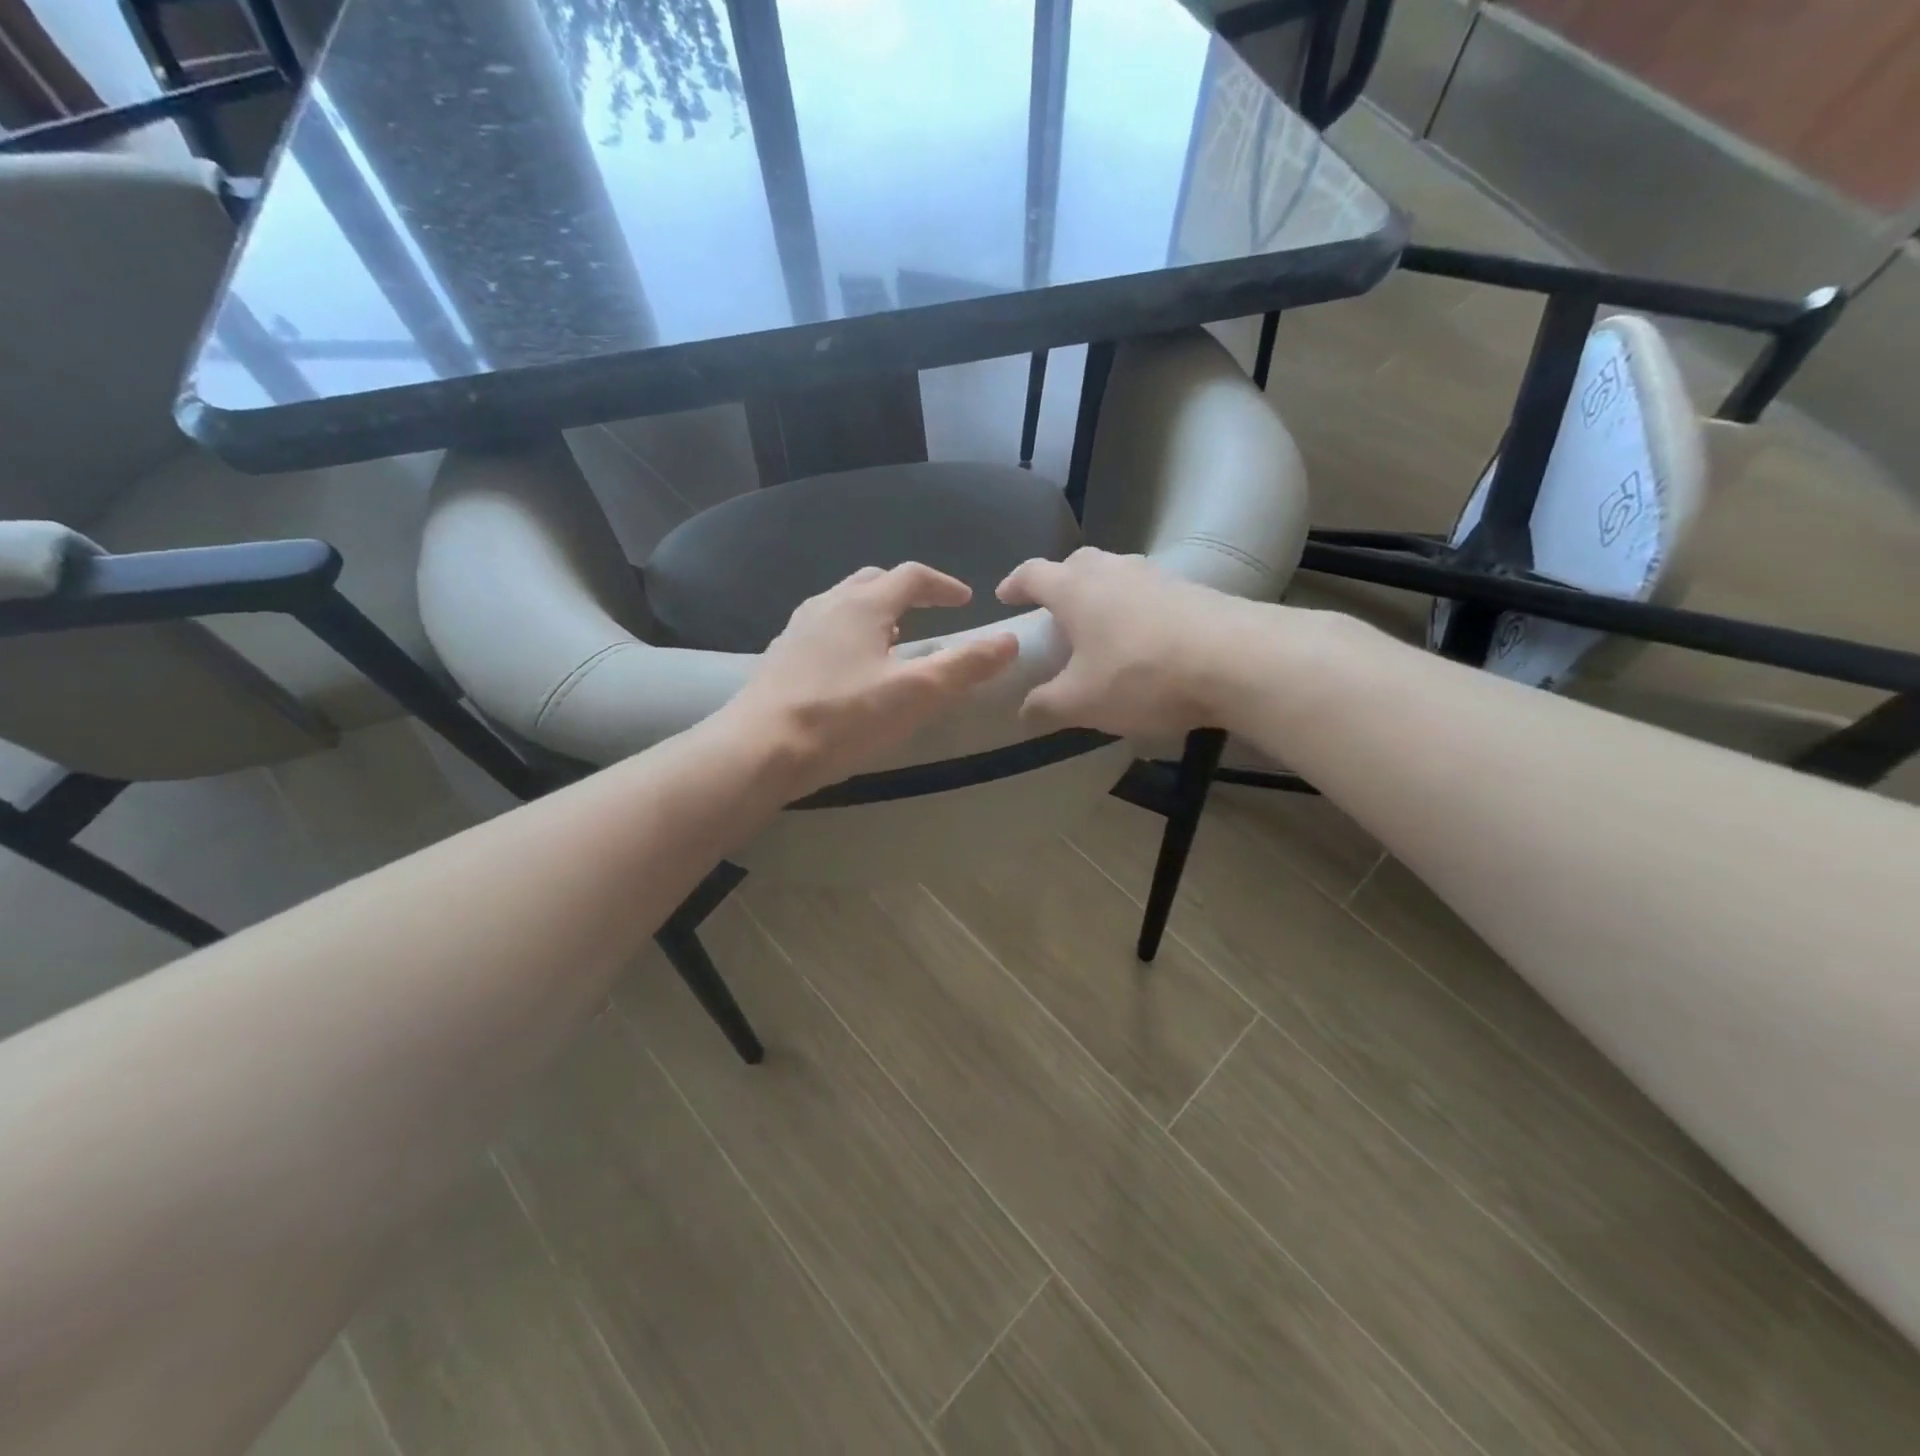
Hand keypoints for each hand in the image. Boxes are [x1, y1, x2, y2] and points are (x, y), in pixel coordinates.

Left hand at [720, 563, 1019, 796]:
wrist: (758, 749)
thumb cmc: (842, 717)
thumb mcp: (916, 693)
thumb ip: (965, 665)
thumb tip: (1009, 641)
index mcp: (863, 605)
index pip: (911, 576)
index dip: (943, 585)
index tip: (965, 602)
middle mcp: (827, 605)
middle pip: (873, 582)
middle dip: (905, 593)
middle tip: (928, 615)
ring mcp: (797, 630)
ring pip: (843, 605)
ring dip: (874, 612)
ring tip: (892, 642)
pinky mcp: (779, 658)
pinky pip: (822, 631)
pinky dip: (848, 635)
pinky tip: (849, 670)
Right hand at [996, 548, 1253, 738]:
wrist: (1236, 660)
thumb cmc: (1141, 675)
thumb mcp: (1081, 702)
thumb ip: (1045, 706)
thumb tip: (1024, 711)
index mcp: (1075, 589)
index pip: (1033, 573)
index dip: (1015, 584)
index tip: (1005, 597)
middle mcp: (1113, 570)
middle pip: (1077, 566)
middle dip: (1061, 586)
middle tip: (1055, 616)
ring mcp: (1157, 576)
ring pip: (1117, 578)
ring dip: (1102, 598)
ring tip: (1101, 633)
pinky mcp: (1193, 590)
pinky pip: (1150, 595)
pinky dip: (1136, 612)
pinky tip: (1145, 643)